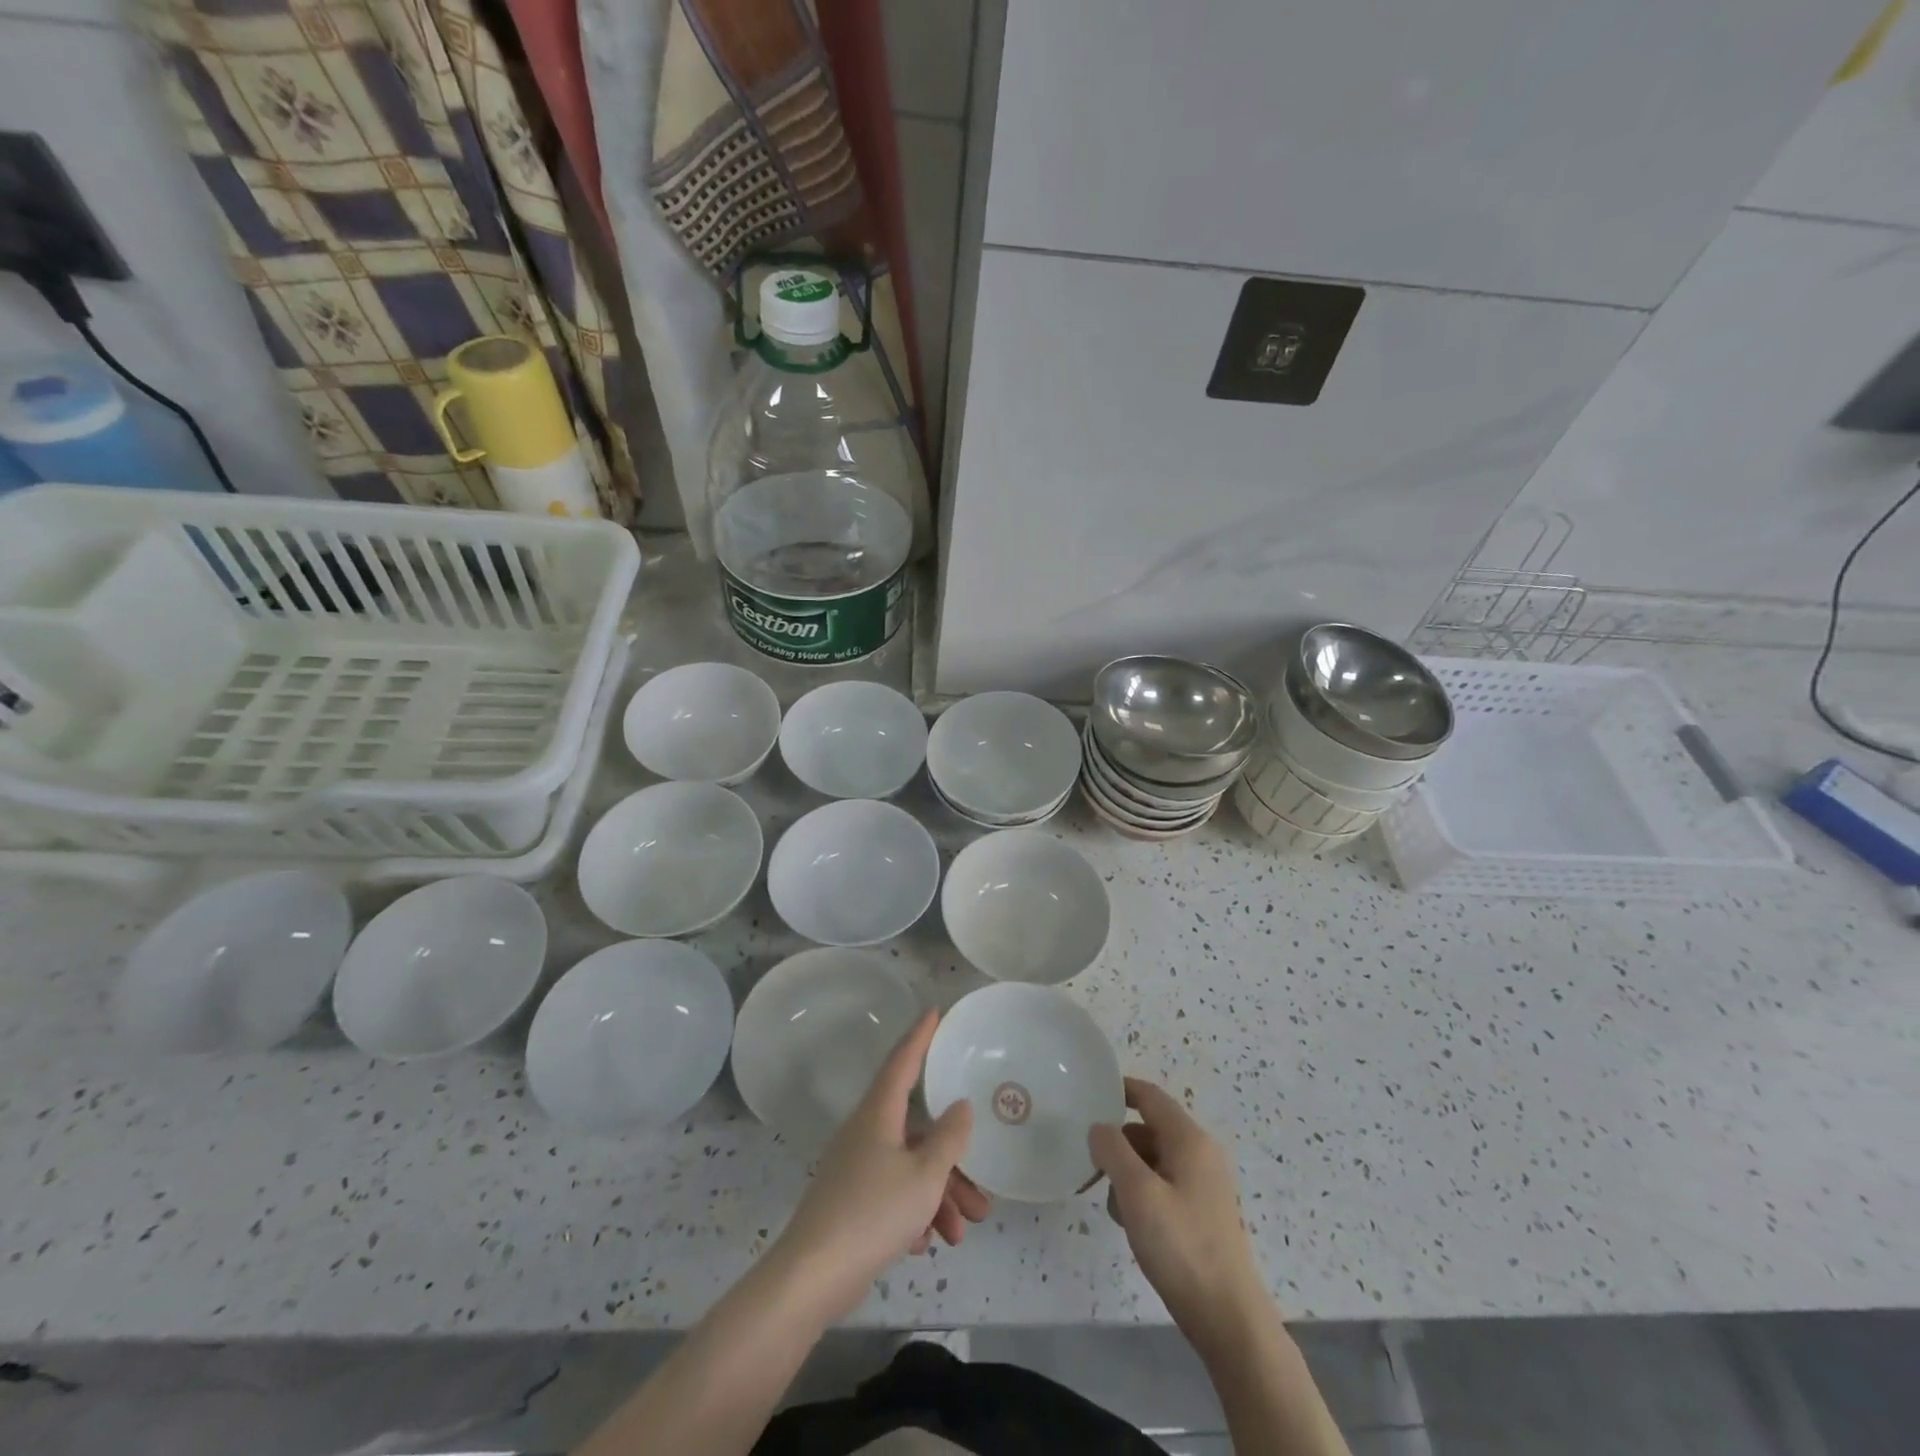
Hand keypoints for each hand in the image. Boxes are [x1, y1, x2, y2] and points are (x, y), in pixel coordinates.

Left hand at [772, 1011, 990, 1319]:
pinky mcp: (851, 1202)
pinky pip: (893, 1194)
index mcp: (879, 1114)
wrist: (813, 1276)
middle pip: (917, 1132)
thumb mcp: (924, 1175)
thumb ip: (949, 1138)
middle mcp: (866, 1132)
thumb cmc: (873, 1212)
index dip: (921, 1035)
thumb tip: (960, 1106)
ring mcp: (855, 1168)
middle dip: (952, 1162)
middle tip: (981, 1194)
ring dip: (939, 1196)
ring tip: (962, 1233)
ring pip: (909, 1168)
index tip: (934, 1011)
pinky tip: (928, 1243)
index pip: (903, 1061)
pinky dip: (914, 1212)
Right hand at [1089, 1078, 1267, 1350]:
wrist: (1228, 1318)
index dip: (1119, 1089)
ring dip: (1127, 1173)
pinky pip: (1163, 1185)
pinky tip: (1132, 1224)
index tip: (1088, 1095)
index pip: (1150, 1096)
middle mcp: (1200, 1154)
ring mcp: (1203, 1184)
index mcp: (1189, 1140)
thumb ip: (1112, 1150)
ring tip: (1113, 1205)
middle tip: (1089, 1164)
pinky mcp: (1201, 1212)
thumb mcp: (1137, 1193)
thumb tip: (1099, 1127)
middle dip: (1118, 1143)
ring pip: (1153, 1160)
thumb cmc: (1181, 1247)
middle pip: (1149, 1128)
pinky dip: (1142, 1194)